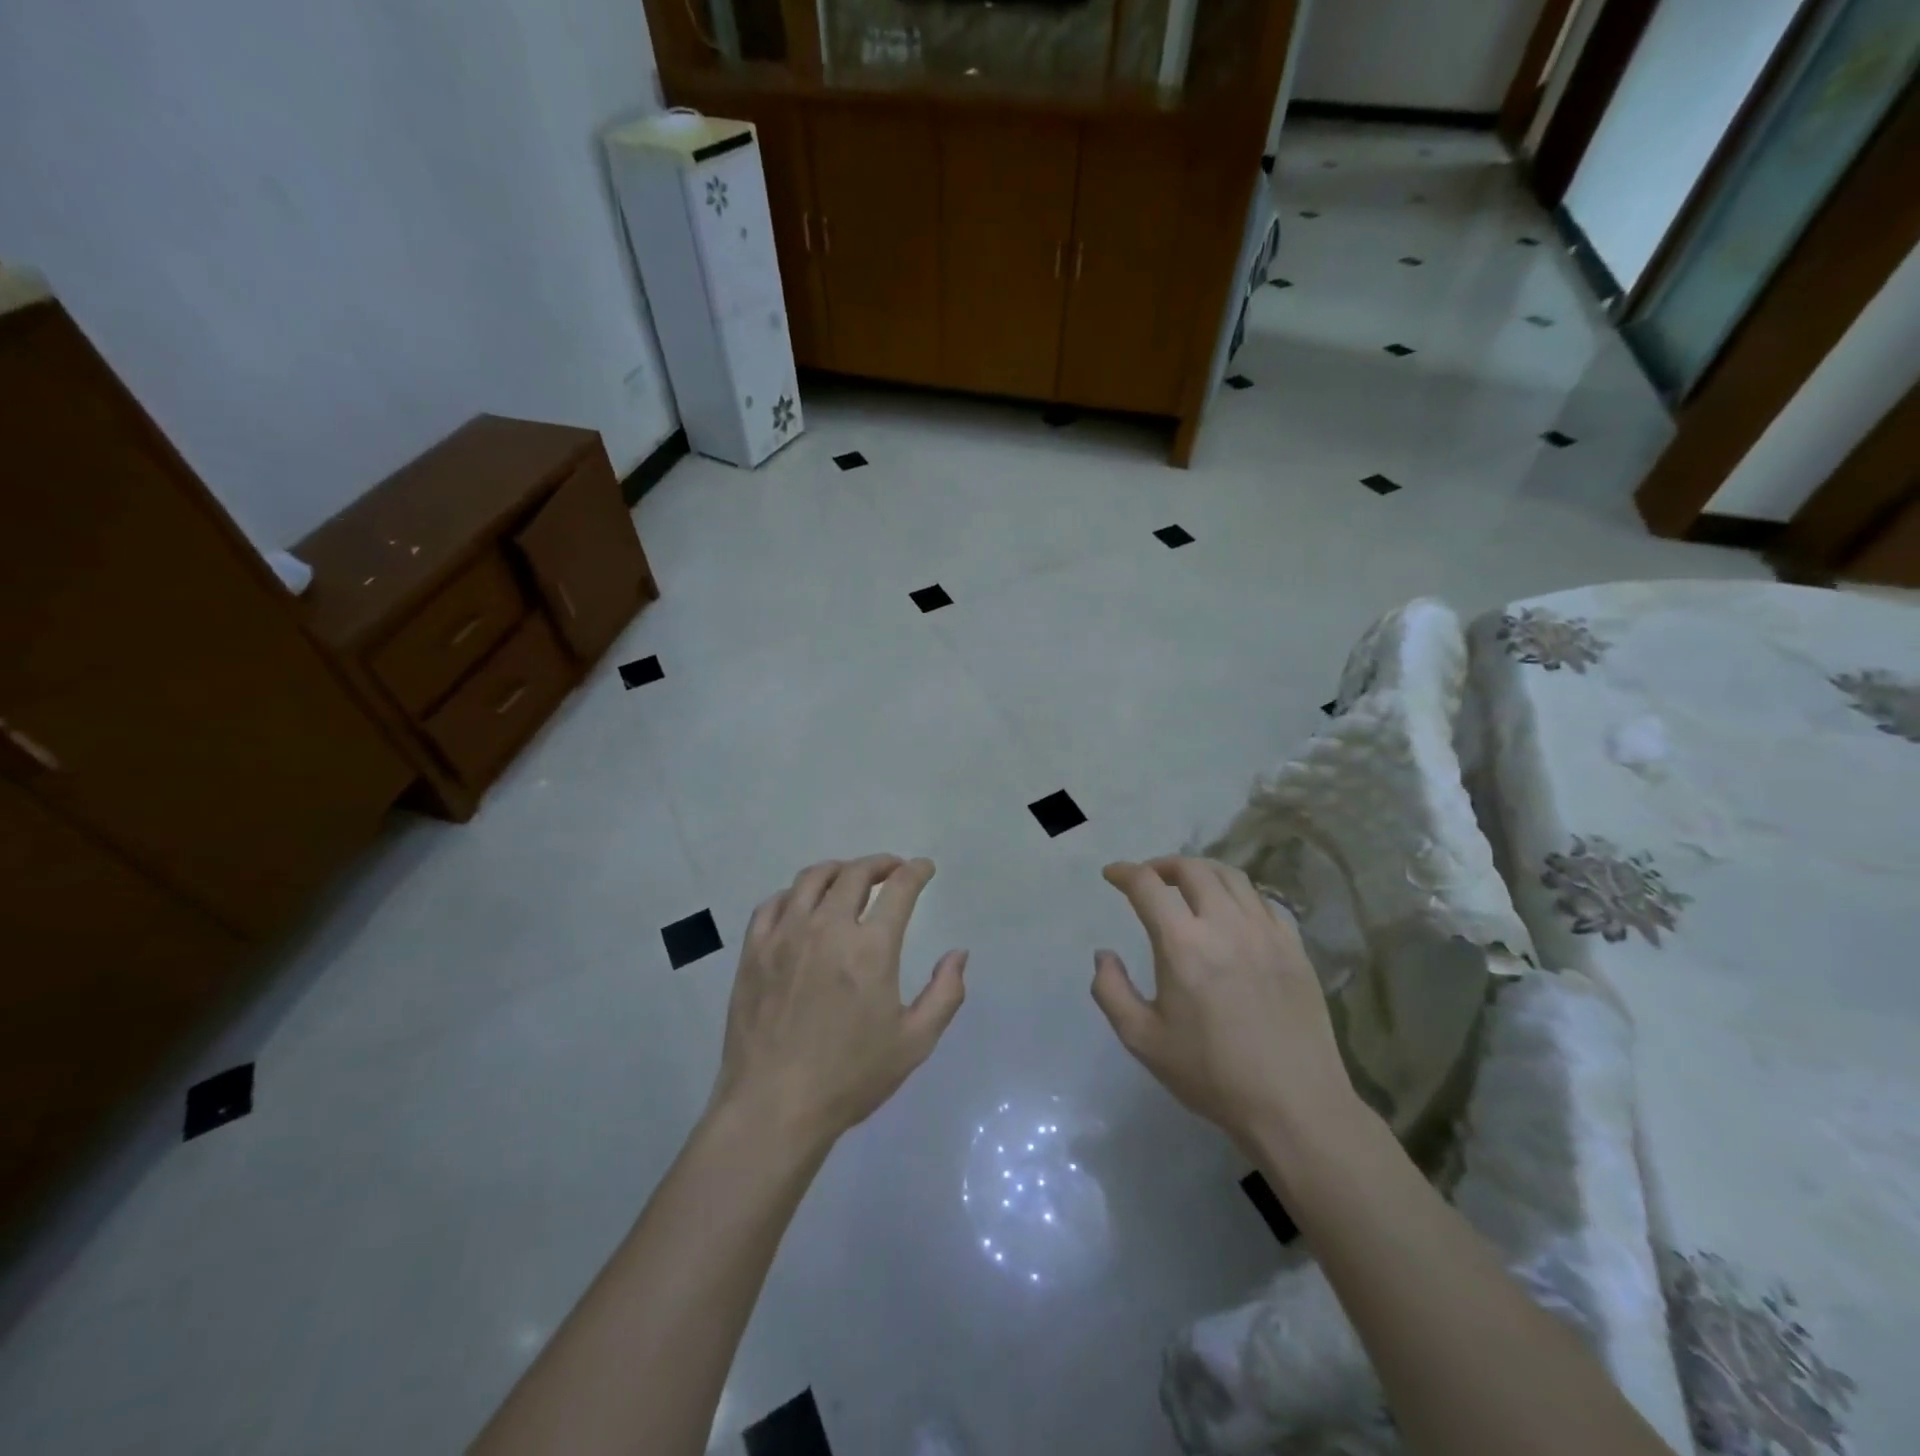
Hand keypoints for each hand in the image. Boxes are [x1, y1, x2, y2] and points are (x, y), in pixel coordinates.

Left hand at [710, 855, 966, 1148]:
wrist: (774, 1107)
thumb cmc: (850, 1077)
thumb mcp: (914, 1043)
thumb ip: (945, 993)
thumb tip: (959, 954)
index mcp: (870, 949)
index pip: (899, 889)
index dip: (915, 871)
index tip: (923, 868)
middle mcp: (827, 929)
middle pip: (855, 874)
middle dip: (880, 864)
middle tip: (892, 869)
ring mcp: (785, 936)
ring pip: (812, 879)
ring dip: (838, 870)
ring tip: (849, 878)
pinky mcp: (754, 951)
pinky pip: (774, 904)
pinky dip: (795, 894)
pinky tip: (803, 905)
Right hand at [1092, 857, 1358, 1156]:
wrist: (1294, 1106)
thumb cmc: (1211, 1074)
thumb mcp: (1143, 1040)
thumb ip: (1111, 991)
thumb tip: (1103, 954)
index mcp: (1183, 944)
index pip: (1147, 886)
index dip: (1124, 872)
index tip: (1112, 874)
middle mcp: (1225, 925)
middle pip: (1192, 868)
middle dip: (1162, 865)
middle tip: (1148, 878)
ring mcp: (1265, 933)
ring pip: (1232, 876)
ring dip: (1201, 872)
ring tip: (1188, 886)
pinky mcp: (1294, 947)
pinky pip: (1263, 901)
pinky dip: (1239, 894)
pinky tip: (1232, 913)